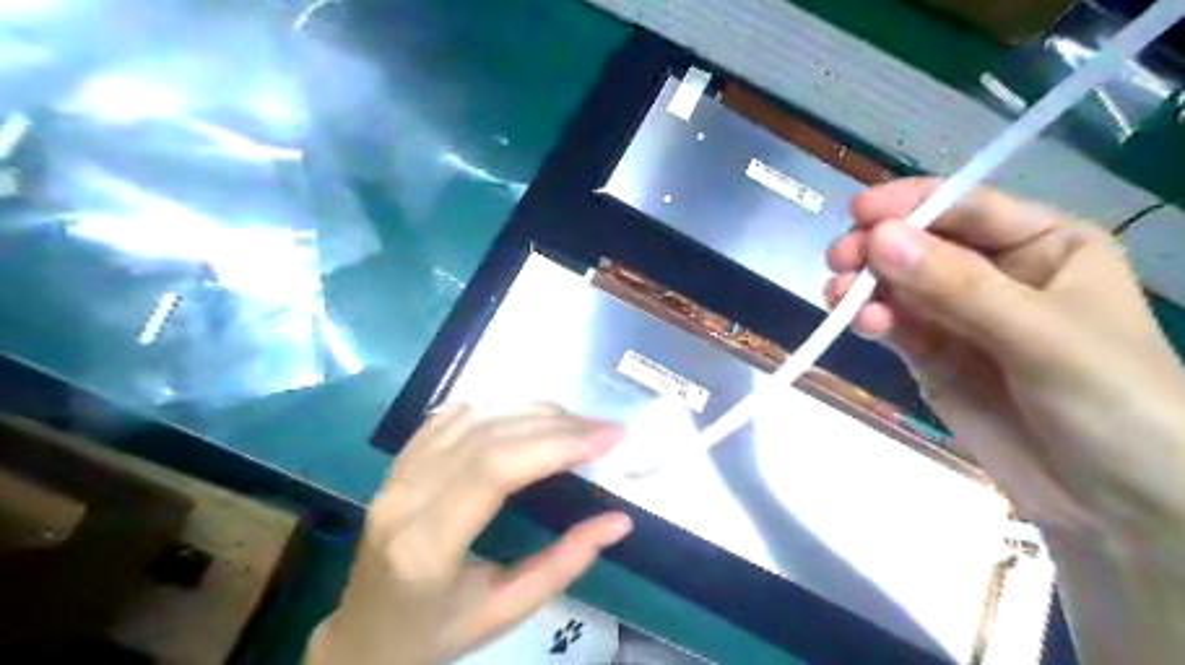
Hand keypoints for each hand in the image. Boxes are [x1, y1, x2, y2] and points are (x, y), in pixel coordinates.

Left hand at [309, 405, 633, 664]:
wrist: (363, 635)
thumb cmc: (435, 633)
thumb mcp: (504, 613)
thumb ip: (564, 565)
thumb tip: (619, 521)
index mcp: (426, 546)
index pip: (495, 468)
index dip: (556, 444)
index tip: (609, 439)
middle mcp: (405, 497)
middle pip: (489, 435)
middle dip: (557, 424)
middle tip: (606, 429)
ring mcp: (396, 474)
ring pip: (472, 416)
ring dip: (532, 410)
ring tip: (577, 421)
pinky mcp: (399, 462)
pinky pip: (451, 416)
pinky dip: (498, 406)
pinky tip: (529, 414)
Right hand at [828, 177, 1183, 560]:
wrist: (1117, 506)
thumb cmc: (1114, 401)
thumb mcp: (1041, 335)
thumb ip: (956, 286)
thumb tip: (878, 237)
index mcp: (1044, 246)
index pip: (968, 209)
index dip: (912, 205)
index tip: (858, 213)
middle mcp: (996, 273)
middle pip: (921, 245)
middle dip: (878, 248)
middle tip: (839, 261)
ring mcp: (958, 317)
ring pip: (897, 286)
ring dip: (864, 286)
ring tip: (839, 296)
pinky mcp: (932, 356)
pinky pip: (893, 325)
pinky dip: (871, 320)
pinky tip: (861, 325)